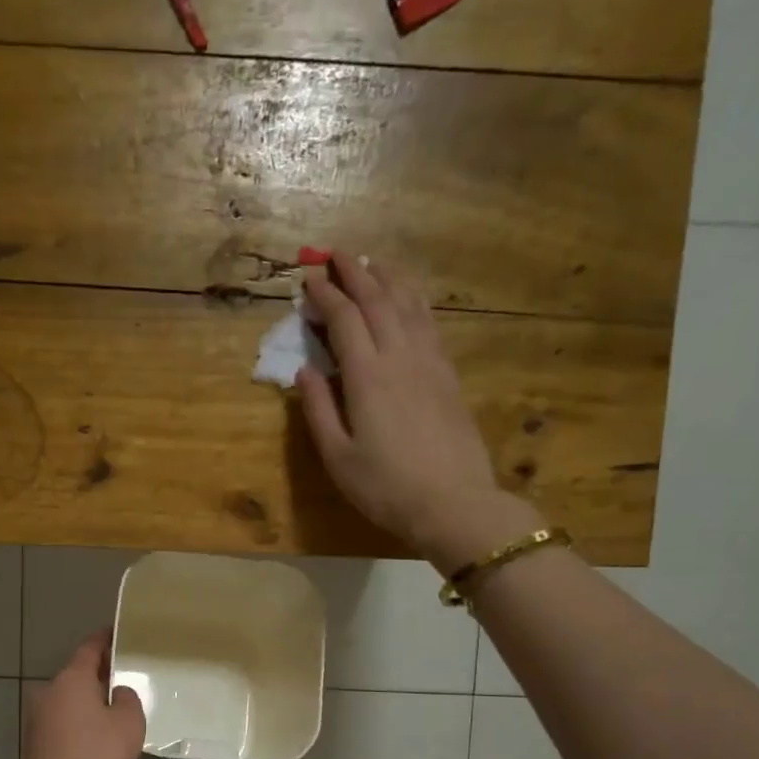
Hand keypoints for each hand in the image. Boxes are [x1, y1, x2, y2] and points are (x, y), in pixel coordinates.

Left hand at [23, 630, 146, 758]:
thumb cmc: (97, 754)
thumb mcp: (129, 722)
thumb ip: (127, 698)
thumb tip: (117, 692)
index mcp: (72, 677)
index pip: (90, 647)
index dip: (106, 638)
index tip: (119, 633)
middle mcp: (50, 689)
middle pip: (78, 673)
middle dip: (98, 673)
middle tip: (123, 677)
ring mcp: (37, 715)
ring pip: (68, 698)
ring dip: (87, 700)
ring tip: (112, 709)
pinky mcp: (35, 739)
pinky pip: (62, 719)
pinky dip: (77, 720)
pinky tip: (94, 734)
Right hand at [299, 254, 541, 569]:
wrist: (453, 503)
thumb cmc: (385, 487)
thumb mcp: (337, 457)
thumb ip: (318, 409)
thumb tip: (305, 370)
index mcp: (367, 376)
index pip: (344, 319)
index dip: (325, 294)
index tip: (308, 278)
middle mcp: (400, 357)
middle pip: (377, 300)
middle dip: (354, 273)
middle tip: (335, 254)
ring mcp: (430, 363)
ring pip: (408, 304)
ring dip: (387, 278)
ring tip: (372, 263)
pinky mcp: (448, 375)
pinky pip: (429, 323)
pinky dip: (413, 301)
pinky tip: (408, 298)